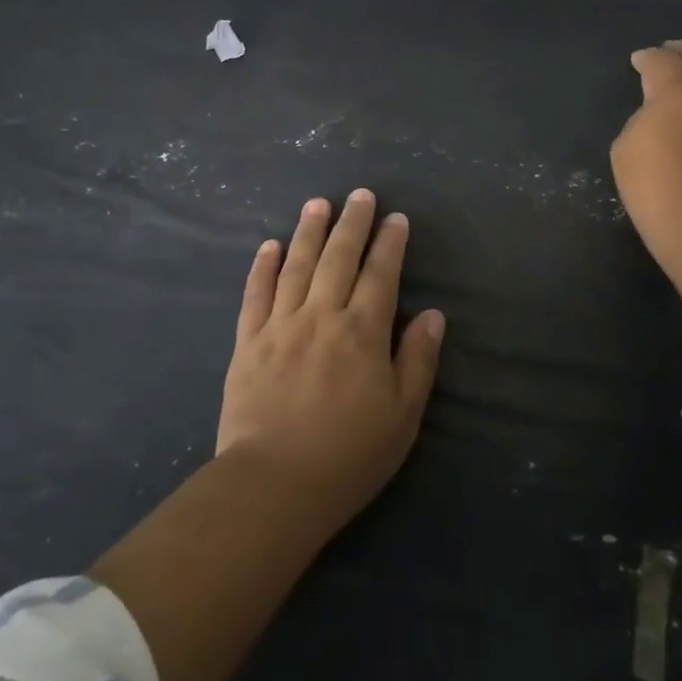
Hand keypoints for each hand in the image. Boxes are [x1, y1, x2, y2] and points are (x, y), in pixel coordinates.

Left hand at [217, 191, 445, 527]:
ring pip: (297, 266)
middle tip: (360, 195)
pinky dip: (263, 267)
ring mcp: (281, 325)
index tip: (396, 218)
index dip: (390, 244)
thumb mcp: (402, 416)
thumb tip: (433, 314)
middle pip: (339, 258)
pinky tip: (269, 245)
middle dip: (352, 223)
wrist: (273, 486)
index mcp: (362, 332)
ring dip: (309, 231)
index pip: (380, 275)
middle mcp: (322, 316)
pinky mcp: (248, 342)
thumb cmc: (347, 456)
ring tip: (318, 203)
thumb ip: (418, 360)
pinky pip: (255, 294)